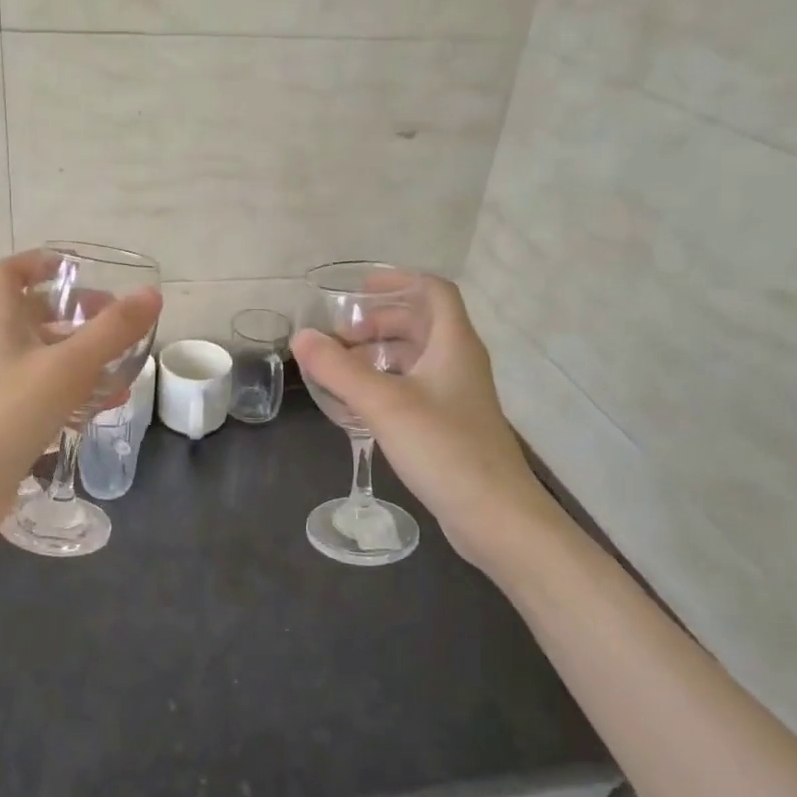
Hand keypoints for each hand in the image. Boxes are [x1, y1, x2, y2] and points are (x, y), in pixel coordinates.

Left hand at [0, 252, 161, 542]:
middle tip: (115, 319)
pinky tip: (106, 405)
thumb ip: (111, 331)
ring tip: (123, 364)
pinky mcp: (7, 422)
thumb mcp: (67, 366)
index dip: (40, 261)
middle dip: (76, 312)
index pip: (9, 273)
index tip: (78, 267)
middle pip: (34, 315)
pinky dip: (76, 392)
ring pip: (45, 357)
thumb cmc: (7, 413)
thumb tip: (151, 294)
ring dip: (83, 355)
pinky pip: (46, 394)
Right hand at [291, 277, 556, 574]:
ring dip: (380, 354)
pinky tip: (359, 404)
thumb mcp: (384, 404)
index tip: (358, 289)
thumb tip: (301, 337)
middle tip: (340, 334)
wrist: (495, 516)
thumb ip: (339, 369)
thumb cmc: (443, 448)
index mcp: (454, 345)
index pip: (433, 291)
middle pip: (421, 323)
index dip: (398, 280)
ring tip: (341, 367)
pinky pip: (415, 388)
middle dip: (379, 321)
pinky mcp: (450, 426)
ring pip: (416, 358)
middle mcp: (459, 363)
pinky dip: (386, 384)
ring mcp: (457, 396)